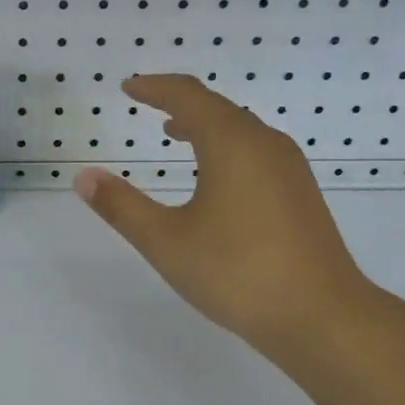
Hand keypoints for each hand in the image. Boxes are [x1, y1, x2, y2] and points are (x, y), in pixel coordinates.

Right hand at [73, 74, 384, 367]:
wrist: (322, 316)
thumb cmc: (237, 272)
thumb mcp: (166, 241)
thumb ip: (121, 206)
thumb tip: (83, 176)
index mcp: (232, 143)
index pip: (188, 96)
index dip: (154, 87)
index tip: (129, 87)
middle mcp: (265, 144)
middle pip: (217, 107)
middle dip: (179, 101)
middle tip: (147, 103)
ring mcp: (289, 169)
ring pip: (241, 129)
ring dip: (205, 124)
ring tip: (176, 132)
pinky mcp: (301, 194)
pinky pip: (257, 151)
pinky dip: (227, 146)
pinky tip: (216, 177)